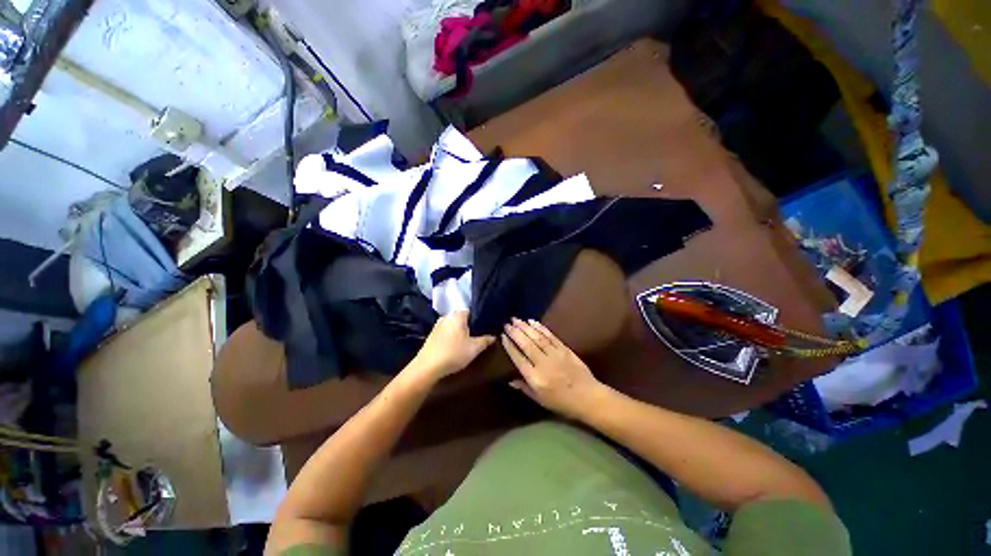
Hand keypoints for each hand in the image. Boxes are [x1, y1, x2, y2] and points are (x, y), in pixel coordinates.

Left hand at [410, 312, 495, 380]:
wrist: (427, 368)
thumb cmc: (453, 353)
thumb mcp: (474, 348)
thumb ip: (485, 340)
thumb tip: (494, 336)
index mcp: (457, 315)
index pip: (473, 312)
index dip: (481, 320)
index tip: (487, 328)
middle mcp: (446, 316)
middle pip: (463, 319)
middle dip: (471, 327)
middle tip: (480, 336)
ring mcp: (437, 325)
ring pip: (454, 326)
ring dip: (461, 333)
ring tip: (469, 342)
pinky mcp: (432, 335)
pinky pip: (447, 332)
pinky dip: (453, 337)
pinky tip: (456, 347)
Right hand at [502, 318, 605, 419]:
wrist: (588, 397)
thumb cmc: (562, 402)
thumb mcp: (540, 400)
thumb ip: (524, 388)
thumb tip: (510, 379)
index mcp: (535, 378)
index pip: (519, 358)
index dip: (510, 346)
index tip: (503, 336)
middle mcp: (543, 364)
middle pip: (526, 345)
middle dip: (515, 332)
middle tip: (507, 323)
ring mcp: (555, 355)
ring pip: (537, 338)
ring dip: (526, 327)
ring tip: (516, 319)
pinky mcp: (565, 349)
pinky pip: (550, 336)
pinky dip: (541, 328)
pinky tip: (533, 322)